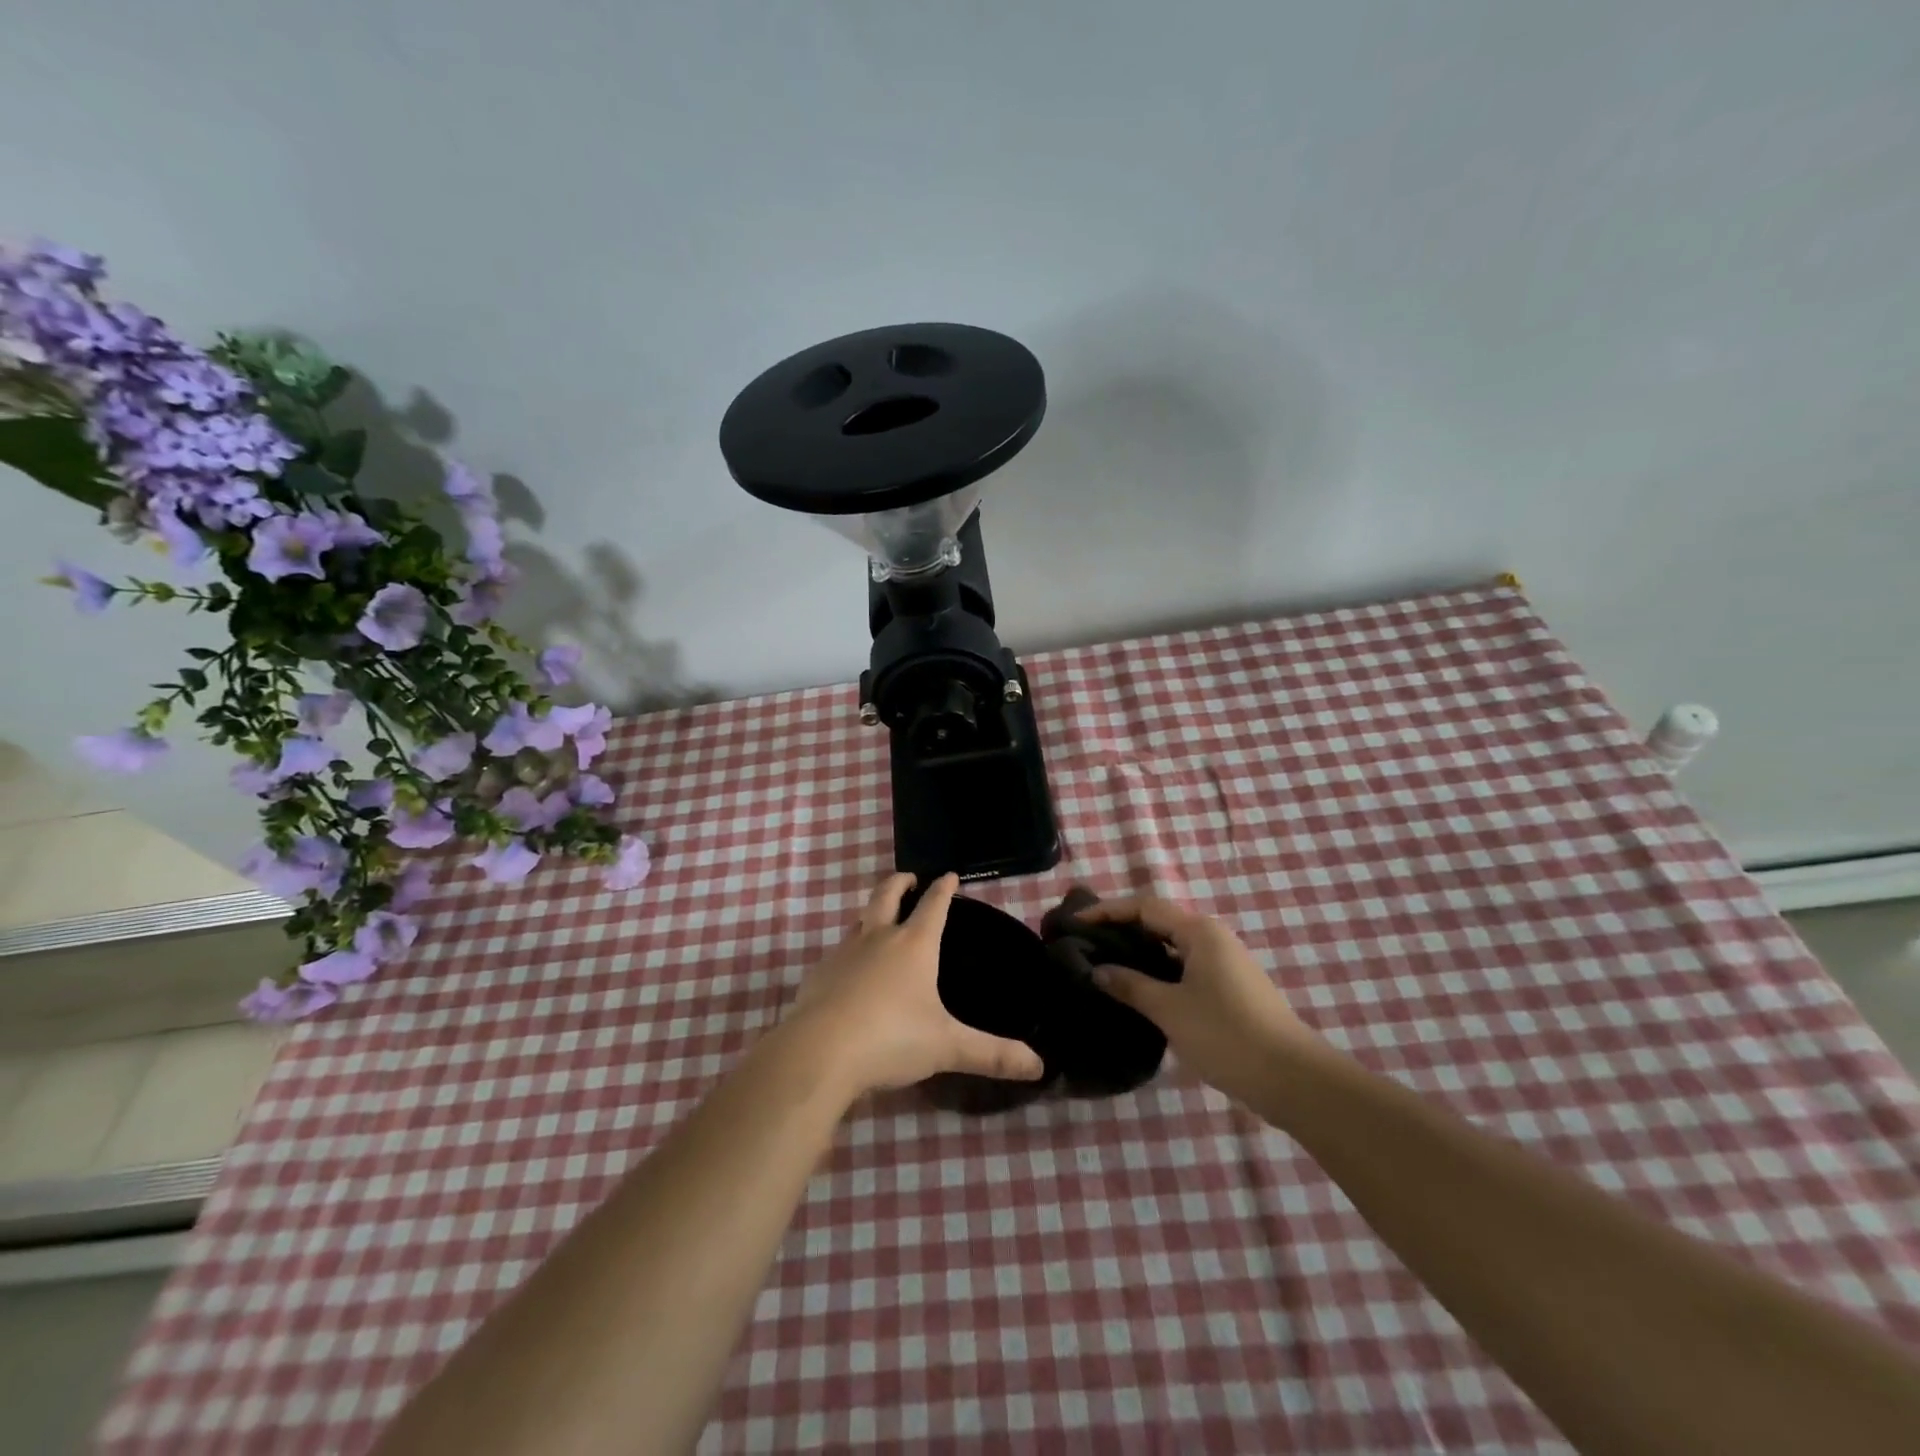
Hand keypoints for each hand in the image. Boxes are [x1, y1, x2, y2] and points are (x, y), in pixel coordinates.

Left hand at [785, 872, 1046, 1096]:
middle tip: (910, 878)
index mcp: (913, 945)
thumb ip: (992, 1054)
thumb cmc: (891, 1038)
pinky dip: (852, 949)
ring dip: (873, 913)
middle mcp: (878, 938)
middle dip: (900, 882)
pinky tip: (852, 971)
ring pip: (860, 920)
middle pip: (887, 894)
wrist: (818, 1053)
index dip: (944, 888)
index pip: (934, 905)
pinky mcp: (819, 974)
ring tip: (881, 920)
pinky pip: (839, 951)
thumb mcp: (947, 1047)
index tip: (950, 875)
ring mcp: (844, 953)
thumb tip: (1039, 1066)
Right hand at [1078, 895, 1318, 1103]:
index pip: (1144, 907)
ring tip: (1103, 966)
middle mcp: (1212, 938)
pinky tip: (1138, 991)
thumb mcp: (1169, 1010)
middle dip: (1120, 930)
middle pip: (1158, 922)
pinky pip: (1183, 967)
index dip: (1107, 911)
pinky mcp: (1229, 988)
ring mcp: (1223, 963)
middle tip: (1084, 944)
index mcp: (1199, 931)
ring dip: (1138, 952)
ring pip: (1171, 947)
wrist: (1292, 1079)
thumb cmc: (1226, 1035)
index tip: (1075, 922)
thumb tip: (1097, 971)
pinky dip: (1157, 971)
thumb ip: (1130, 985)